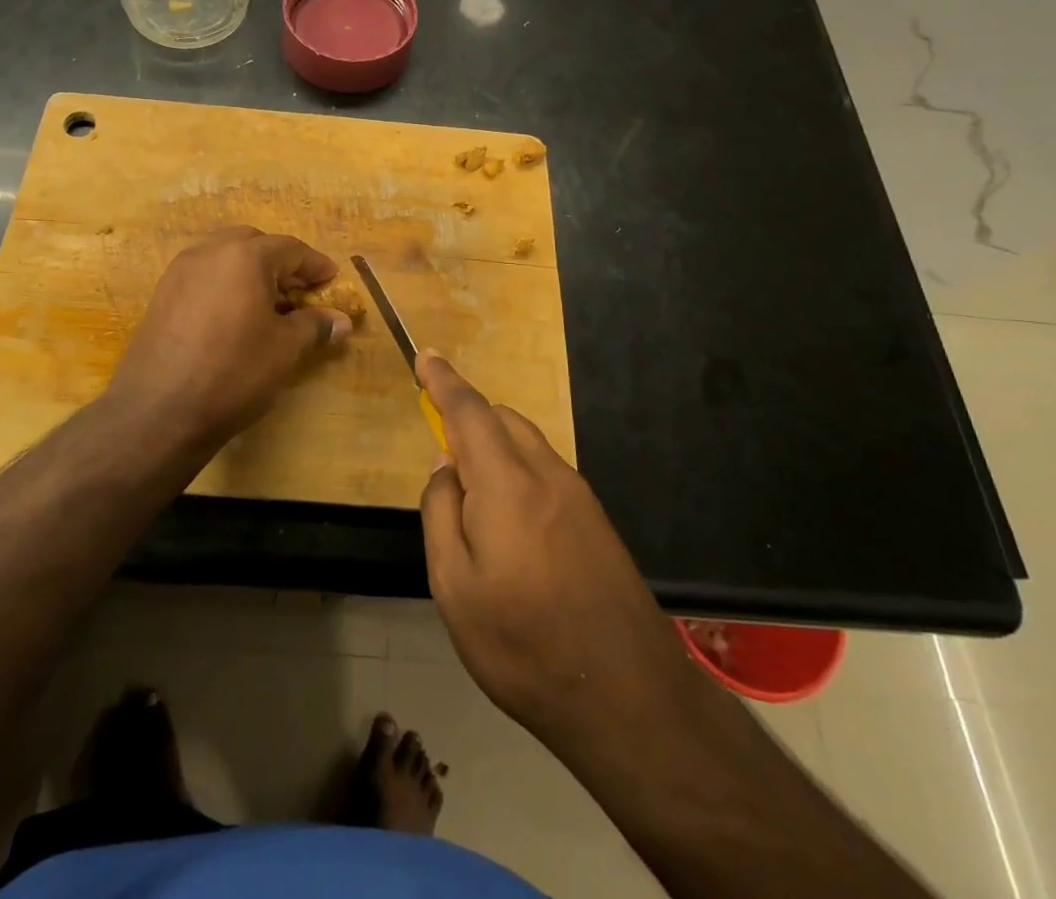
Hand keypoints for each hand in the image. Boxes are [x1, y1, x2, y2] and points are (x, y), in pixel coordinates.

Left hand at [106, 225, 352, 442]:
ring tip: (269, 306)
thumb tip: (341, 321)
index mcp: (244, 256)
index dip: (315, 265)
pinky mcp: (161, 296)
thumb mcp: (284, 349)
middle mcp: (209, 253)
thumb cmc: (233, 372)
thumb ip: (314, 326)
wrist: (158, 410)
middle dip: (280, 263)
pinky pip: (203, 277)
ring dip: (250, 273)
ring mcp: (179, 272)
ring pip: (224, 258)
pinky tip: (235, 318)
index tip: (332, 279)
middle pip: (253, 244)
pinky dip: (225, 286)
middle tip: (299, 291)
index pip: (290, 249)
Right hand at [417, 353, 688, 747]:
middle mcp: (546, 475)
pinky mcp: (595, 521)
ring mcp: (578, 496)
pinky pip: (545, 469)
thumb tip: (446, 467)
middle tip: (439, 444)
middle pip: (502, 419)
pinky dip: (516, 467)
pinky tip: (508, 516)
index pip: (469, 411)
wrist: (630, 699)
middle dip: (467, 414)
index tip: (425, 355)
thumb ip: (441, 513)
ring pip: (526, 442)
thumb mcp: (455, 588)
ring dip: (493, 443)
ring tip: (470, 488)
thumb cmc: (524, 645)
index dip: (443, 380)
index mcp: (507, 484)